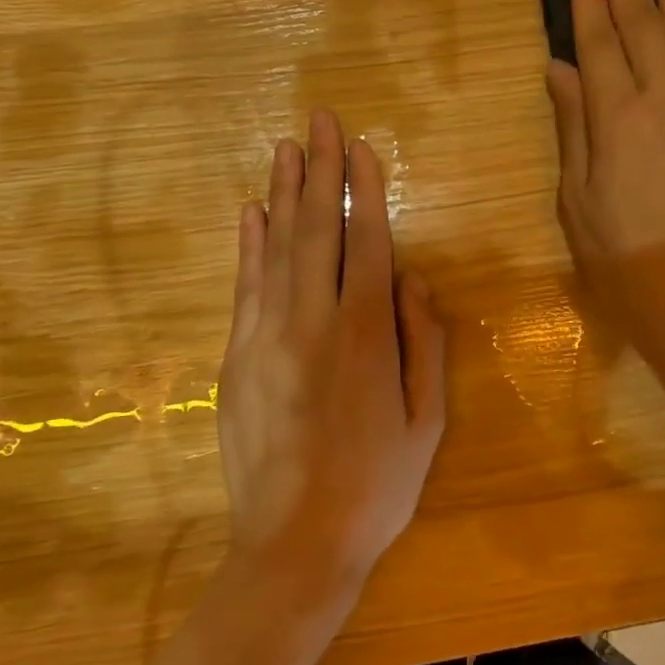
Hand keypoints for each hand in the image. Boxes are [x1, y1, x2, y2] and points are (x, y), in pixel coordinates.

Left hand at [217, 111, 446, 589]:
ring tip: (286, 147)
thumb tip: (414, 280)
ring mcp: (267, 337)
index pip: (368, 242)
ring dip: (283, 193)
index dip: (366, 190)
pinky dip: (249, 245)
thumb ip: (424, 343)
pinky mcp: (237, 357)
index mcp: (366, 335)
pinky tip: (251, 213)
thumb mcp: (427, 421)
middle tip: (320, 120)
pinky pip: (245, 286)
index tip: (361, 146)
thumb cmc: (376, 485)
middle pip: (318, 230)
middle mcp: (313, 322)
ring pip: (276, 248)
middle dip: (321, 170)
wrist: (294, 544)